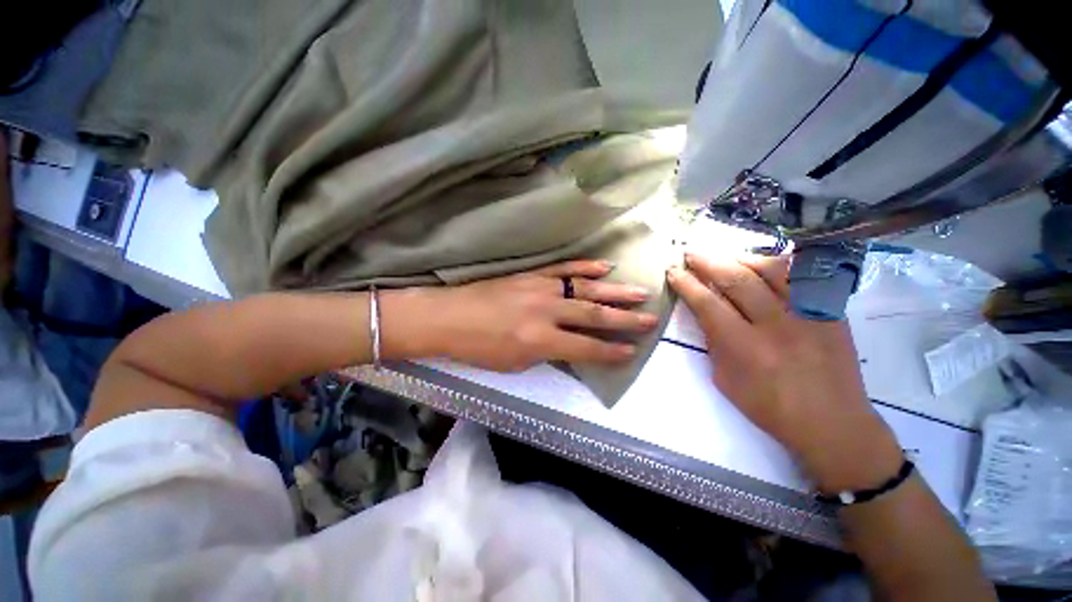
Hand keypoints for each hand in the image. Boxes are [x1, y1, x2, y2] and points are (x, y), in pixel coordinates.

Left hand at [404, 260, 656, 371]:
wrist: (450, 317)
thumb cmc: (480, 348)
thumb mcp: (517, 363)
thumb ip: (548, 352)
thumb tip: (571, 346)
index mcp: (541, 340)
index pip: (586, 348)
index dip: (611, 352)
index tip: (632, 351)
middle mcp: (547, 312)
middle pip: (594, 315)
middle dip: (625, 319)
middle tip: (650, 319)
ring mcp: (541, 288)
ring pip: (585, 288)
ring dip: (614, 291)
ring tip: (640, 292)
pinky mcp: (533, 274)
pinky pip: (564, 269)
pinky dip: (586, 267)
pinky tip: (605, 267)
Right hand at [667, 253, 901, 493]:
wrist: (832, 422)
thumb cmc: (769, 407)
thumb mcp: (725, 379)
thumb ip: (714, 342)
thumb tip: (706, 313)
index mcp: (744, 347)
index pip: (707, 303)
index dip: (687, 284)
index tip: (673, 271)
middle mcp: (776, 325)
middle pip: (737, 279)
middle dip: (707, 262)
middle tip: (690, 253)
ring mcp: (808, 315)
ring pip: (772, 270)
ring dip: (741, 258)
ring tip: (725, 257)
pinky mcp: (831, 312)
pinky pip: (803, 277)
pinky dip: (779, 266)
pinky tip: (764, 265)